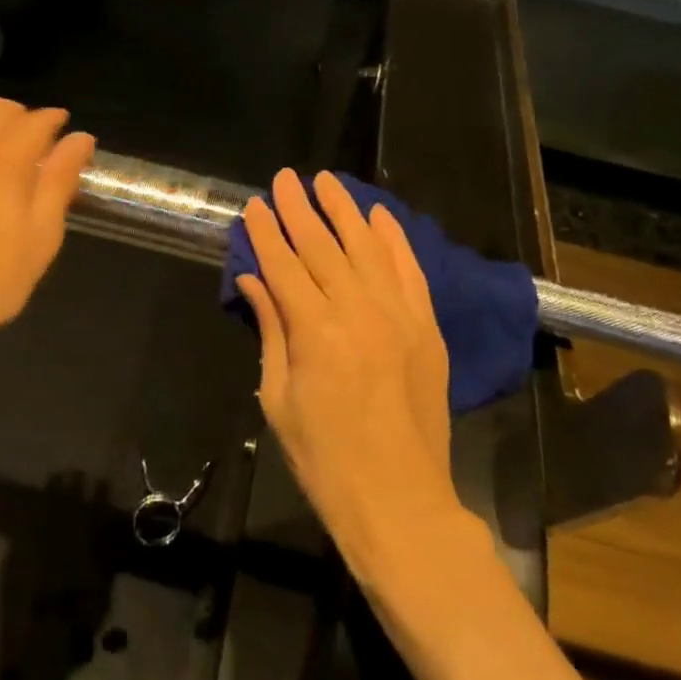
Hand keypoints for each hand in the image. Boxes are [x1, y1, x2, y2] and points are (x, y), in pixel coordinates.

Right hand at [237, 170, 471, 588]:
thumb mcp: (279, 399)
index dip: (267, 232)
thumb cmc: (324, 459)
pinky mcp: (427, 327)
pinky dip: (394, 239)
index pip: (284, 266)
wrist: (400, 502)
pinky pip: (409, 271)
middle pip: (323, 247)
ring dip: (344, 210)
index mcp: (315, 333)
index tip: (255, 204)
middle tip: (284, 178)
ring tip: (326, 181)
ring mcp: (399, 317)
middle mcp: (359, 313)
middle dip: (299, 209)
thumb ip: (270, 330)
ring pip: (367, 248)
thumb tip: (253, 279)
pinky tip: (378, 215)